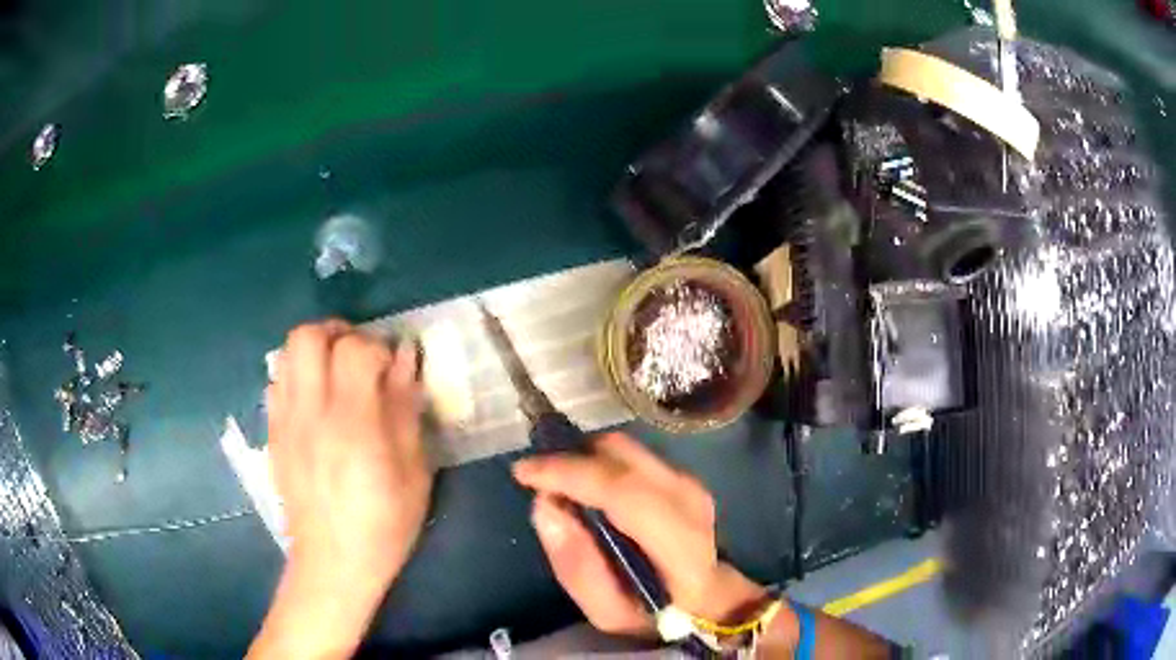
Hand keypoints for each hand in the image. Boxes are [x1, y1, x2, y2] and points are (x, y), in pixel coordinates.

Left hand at [250, 320, 432, 659]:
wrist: (333, 561)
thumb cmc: (384, 523)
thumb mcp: (413, 471)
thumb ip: (406, 408)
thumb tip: (406, 357)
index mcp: (352, 423)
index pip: (354, 349)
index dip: (378, 347)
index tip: (392, 368)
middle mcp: (310, 412)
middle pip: (308, 336)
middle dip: (337, 333)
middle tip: (360, 355)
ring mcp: (285, 421)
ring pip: (286, 353)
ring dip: (314, 350)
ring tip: (336, 372)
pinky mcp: (273, 433)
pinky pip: (276, 382)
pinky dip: (297, 375)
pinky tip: (315, 401)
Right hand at [512, 433, 768, 637]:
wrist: (708, 599)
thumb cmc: (657, 614)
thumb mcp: (608, 613)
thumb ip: (576, 566)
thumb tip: (544, 505)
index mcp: (679, 541)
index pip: (622, 489)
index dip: (569, 473)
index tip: (523, 473)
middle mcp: (688, 498)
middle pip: (621, 455)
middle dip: (570, 460)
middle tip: (537, 482)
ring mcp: (689, 481)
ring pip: (624, 449)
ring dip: (584, 460)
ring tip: (559, 487)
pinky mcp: (682, 475)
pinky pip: (630, 456)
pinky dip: (599, 464)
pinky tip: (587, 491)